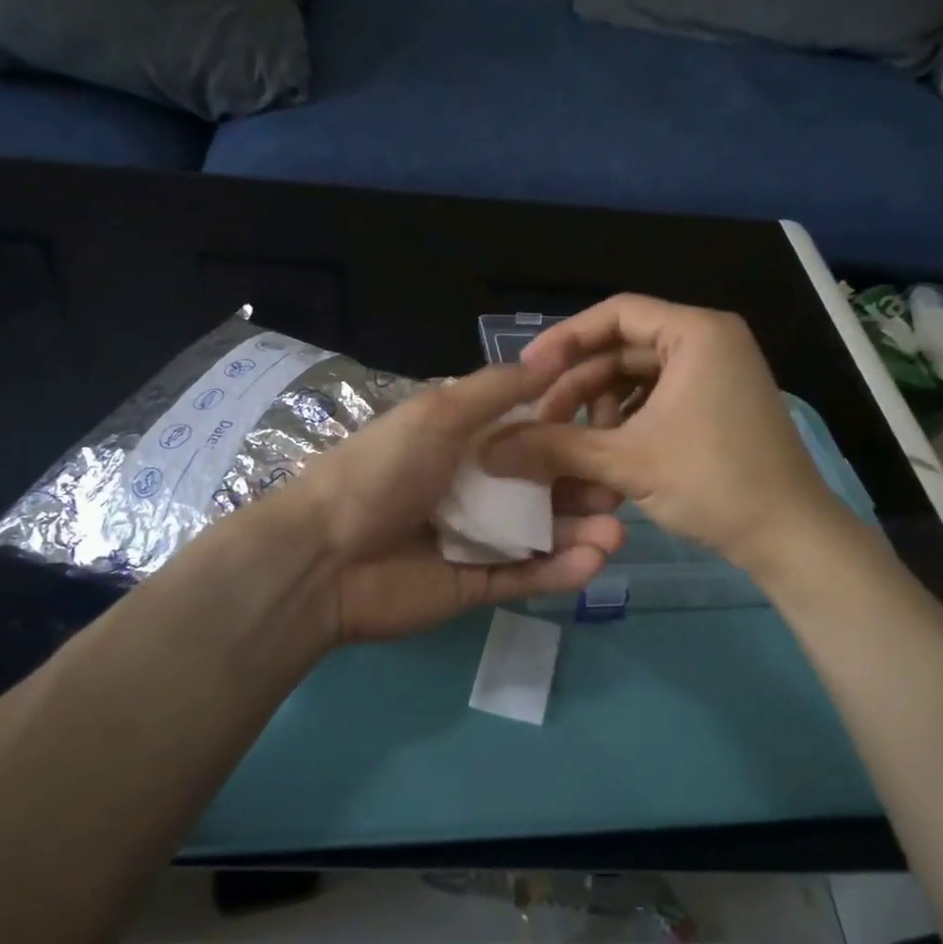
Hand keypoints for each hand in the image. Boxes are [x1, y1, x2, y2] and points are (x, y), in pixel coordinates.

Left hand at [293, 361, 624, 644]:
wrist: (324, 556)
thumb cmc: (382, 471)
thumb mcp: (438, 413)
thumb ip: (496, 390)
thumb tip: (551, 357)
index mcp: (463, 444)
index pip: (529, 436)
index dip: (569, 435)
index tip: (612, 431)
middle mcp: (475, 489)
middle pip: (543, 489)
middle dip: (584, 489)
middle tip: (618, 490)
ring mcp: (476, 540)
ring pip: (541, 535)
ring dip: (580, 533)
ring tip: (615, 532)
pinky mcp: (475, 586)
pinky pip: (524, 576)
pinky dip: (558, 572)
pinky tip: (592, 562)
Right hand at [486, 295, 860, 581]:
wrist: (789, 537)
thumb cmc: (713, 482)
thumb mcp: (625, 461)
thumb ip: (554, 447)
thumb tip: (489, 449)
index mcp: (696, 333)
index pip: (616, 314)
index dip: (565, 339)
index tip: (527, 371)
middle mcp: (710, 342)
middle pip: (623, 349)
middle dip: (579, 387)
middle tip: (542, 423)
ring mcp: (717, 375)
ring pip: (637, 379)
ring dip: (599, 410)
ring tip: (573, 448)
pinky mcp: (718, 406)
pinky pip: (658, 400)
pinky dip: (626, 423)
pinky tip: (604, 455)